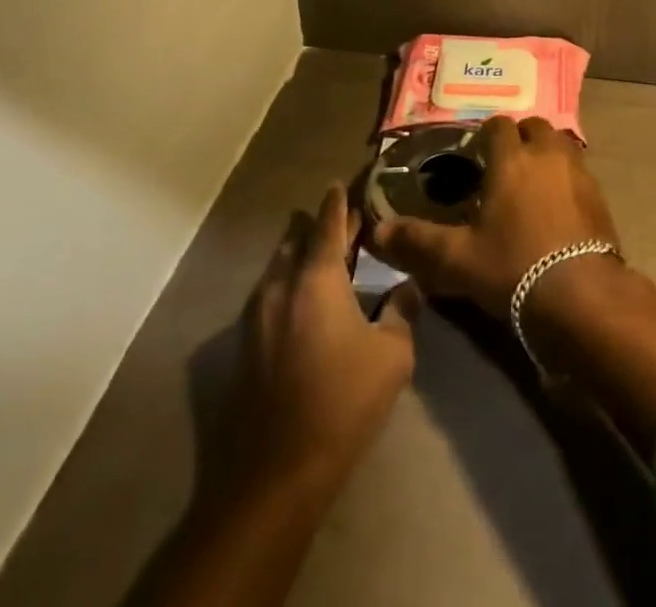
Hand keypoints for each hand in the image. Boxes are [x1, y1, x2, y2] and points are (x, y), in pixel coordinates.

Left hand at [222, 184, 421, 495]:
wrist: (275, 473)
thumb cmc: (341, 403)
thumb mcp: (391, 356)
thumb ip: (401, 312)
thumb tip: (409, 286)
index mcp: (317, 278)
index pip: (327, 223)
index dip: (337, 202)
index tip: (341, 182)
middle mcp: (282, 285)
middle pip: (297, 240)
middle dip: (317, 226)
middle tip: (340, 221)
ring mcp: (257, 315)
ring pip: (279, 267)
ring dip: (299, 254)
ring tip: (321, 255)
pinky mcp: (245, 345)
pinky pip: (269, 294)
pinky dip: (287, 282)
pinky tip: (302, 300)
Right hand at [371, 115, 620, 319]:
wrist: (582, 296)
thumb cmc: (514, 267)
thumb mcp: (458, 260)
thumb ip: (418, 242)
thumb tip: (377, 232)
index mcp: (512, 159)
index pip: (498, 126)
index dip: (486, 136)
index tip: (476, 155)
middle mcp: (547, 154)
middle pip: (534, 128)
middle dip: (520, 139)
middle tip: (504, 166)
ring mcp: (579, 173)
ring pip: (561, 145)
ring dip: (546, 154)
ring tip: (531, 183)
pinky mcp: (600, 196)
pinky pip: (579, 172)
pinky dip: (566, 178)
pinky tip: (557, 207)